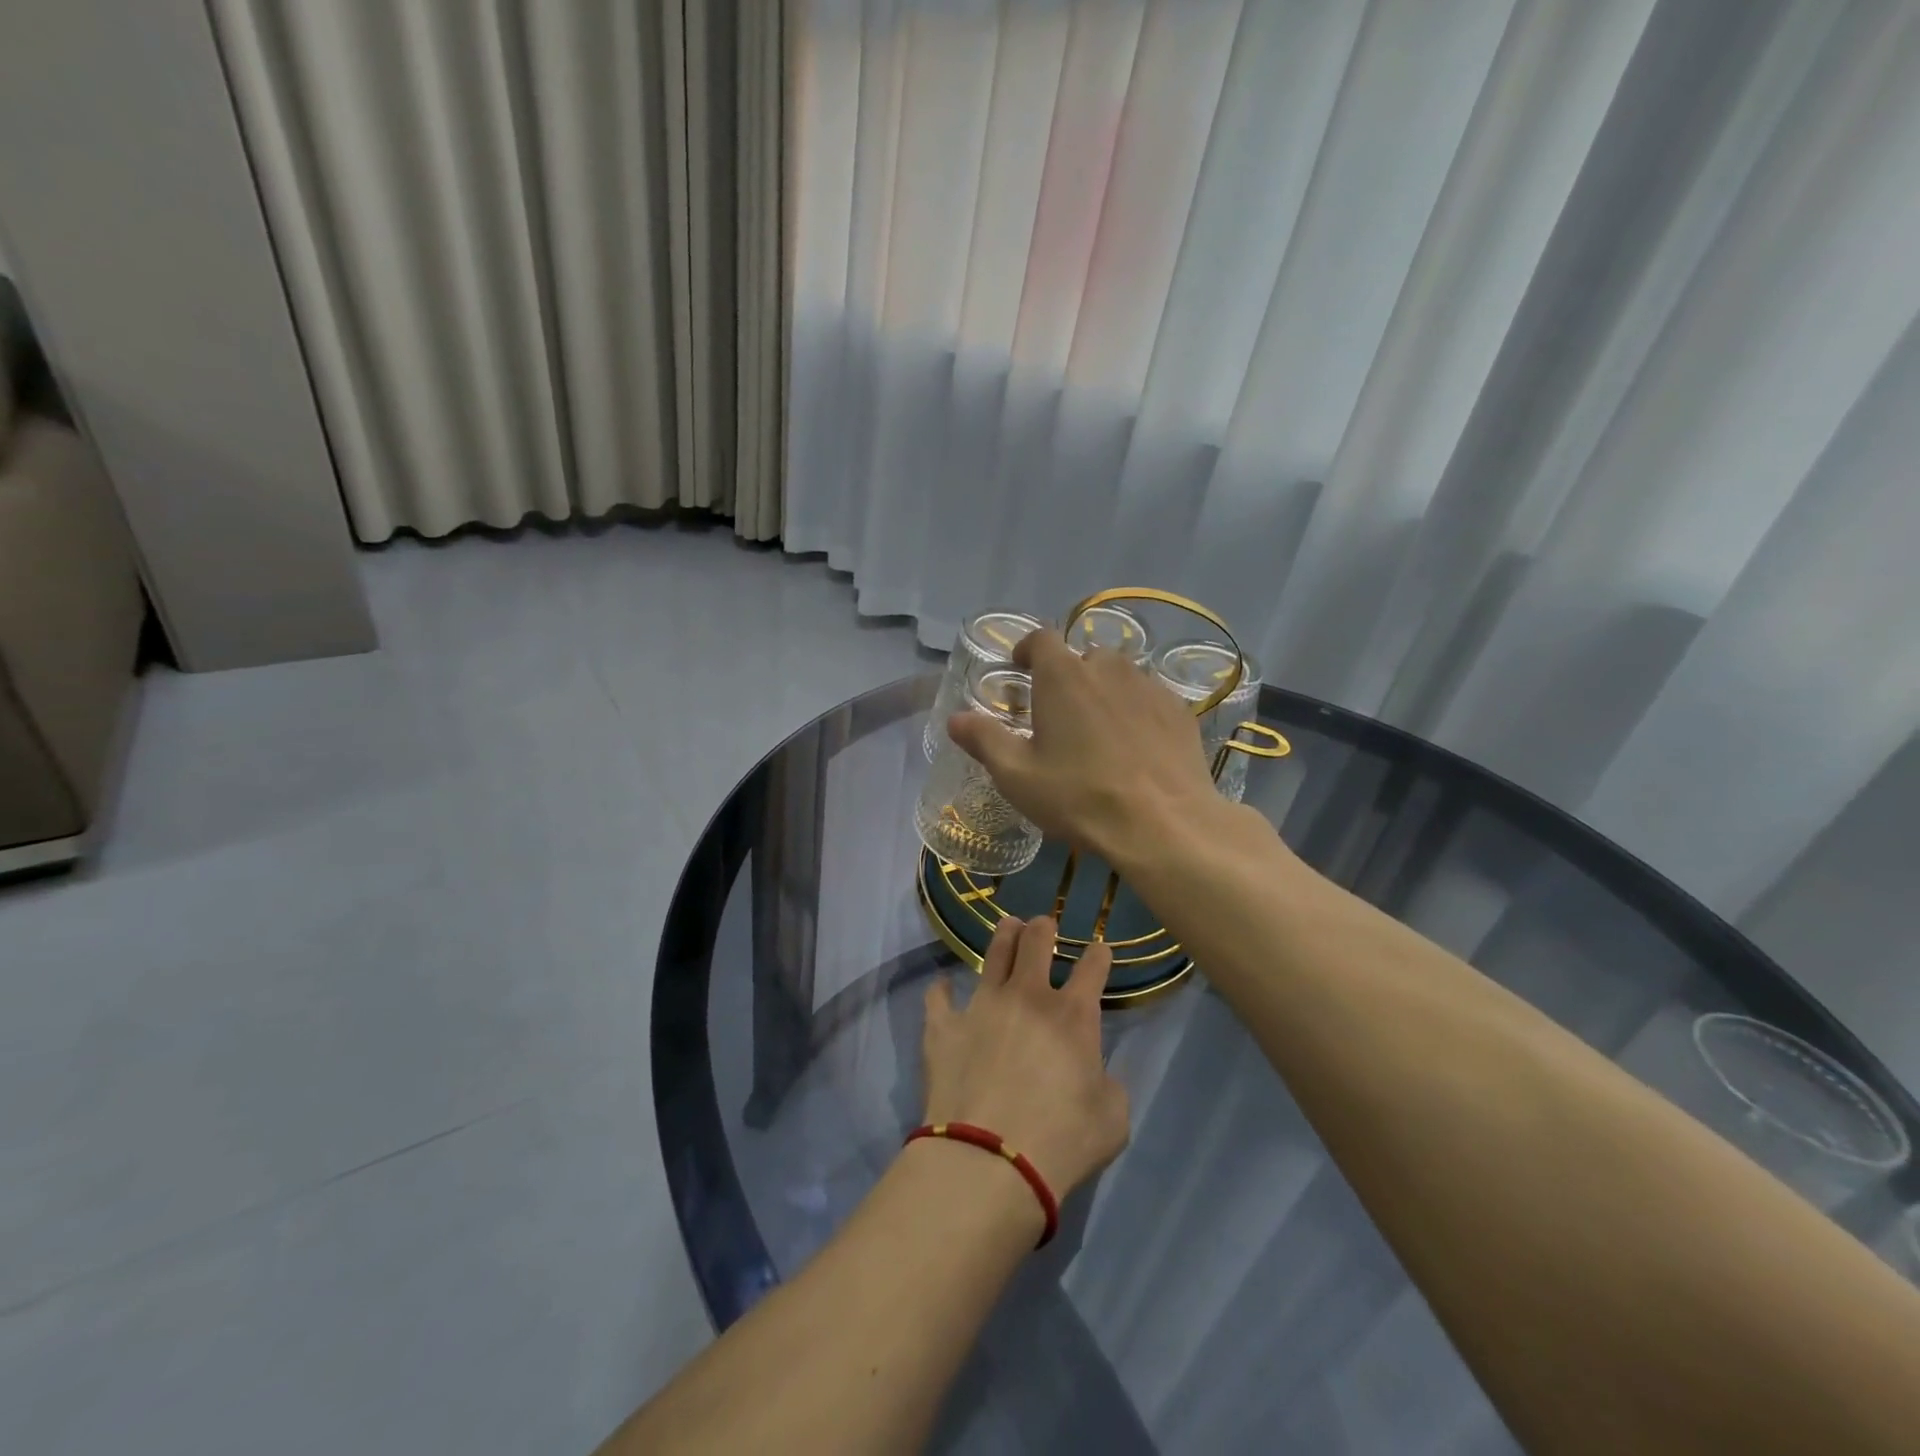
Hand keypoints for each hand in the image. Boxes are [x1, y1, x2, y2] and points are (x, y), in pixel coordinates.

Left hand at [921, 915, 1129, 1199]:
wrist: (989, 1160)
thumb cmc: (1061, 1141)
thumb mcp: (1113, 1119)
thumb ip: (1108, 1085)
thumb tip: (1094, 1075)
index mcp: (1073, 1015)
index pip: (1092, 968)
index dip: (1098, 955)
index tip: (1099, 950)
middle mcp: (1027, 997)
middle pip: (1036, 943)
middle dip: (1043, 929)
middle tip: (1043, 924)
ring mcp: (981, 1005)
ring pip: (993, 955)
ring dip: (1003, 937)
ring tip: (1007, 926)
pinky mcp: (943, 1026)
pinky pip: (938, 998)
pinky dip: (941, 991)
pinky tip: (941, 987)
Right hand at [947, 628, 1222, 865]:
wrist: (1162, 824)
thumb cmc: (1079, 797)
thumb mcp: (1017, 776)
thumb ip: (983, 740)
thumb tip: (955, 719)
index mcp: (1063, 676)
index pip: (1041, 638)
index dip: (1027, 649)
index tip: (1020, 668)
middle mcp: (1108, 667)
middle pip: (1082, 657)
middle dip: (1067, 676)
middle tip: (1059, 713)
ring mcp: (1149, 686)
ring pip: (1119, 676)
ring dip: (1103, 691)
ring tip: (1098, 730)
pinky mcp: (1179, 710)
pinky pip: (1149, 698)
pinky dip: (1136, 711)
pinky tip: (1135, 746)